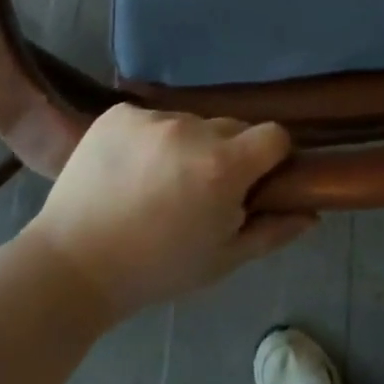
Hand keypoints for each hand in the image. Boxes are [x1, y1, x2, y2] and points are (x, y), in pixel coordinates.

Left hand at [24, 105, 315, 319]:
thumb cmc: (156, 270)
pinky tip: (130, 169)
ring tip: (159, 183)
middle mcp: (193, 130)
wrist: (71, 266)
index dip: (271, 158)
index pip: (275, 136)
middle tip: (201, 190)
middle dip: (228, 154)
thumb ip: (273, 231)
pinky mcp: (119, 113)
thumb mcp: (223, 260)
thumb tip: (313, 213)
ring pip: (192, 122)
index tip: (254, 182)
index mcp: (224, 166)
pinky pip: (153, 118)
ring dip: (188, 145)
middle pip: (232, 128)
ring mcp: (153, 117)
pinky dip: (150, 138)